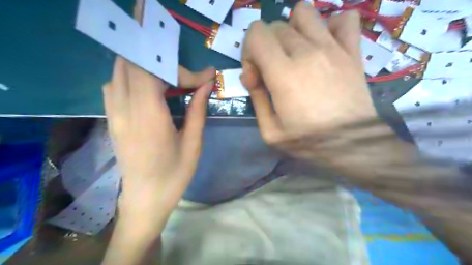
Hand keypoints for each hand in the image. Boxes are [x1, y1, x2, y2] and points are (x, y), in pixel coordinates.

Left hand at [103, 57, 215, 228]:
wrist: (145, 200)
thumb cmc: (174, 175)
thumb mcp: (193, 144)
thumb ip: (198, 110)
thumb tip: (207, 84)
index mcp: (148, 117)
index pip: (152, 70)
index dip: (179, 68)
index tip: (204, 78)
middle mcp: (125, 110)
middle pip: (131, 63)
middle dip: (162, 61)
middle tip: (185, 75)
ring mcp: (114, 114)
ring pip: (120, 71)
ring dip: (145, 67)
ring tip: (170, 78)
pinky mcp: (111, 119)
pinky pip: (114, 85)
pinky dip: (132, 77)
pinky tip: (150, 89)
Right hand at [241, 1, 378, 144]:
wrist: (354, 145)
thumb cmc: (310, 142)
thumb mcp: (271, 131)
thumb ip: (256, 99)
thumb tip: (250, 75)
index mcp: (283, 73)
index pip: (256, 33)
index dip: (249, 52)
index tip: (256, 77)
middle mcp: (307, 52)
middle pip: (276, 27)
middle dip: (266, 48)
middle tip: (273, 73)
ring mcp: (333, 48)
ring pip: (304, 13)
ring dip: (292, 30)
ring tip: (295, 54)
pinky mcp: (353, 52)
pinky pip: (344, 19)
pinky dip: (330, 26)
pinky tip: (324, 46)